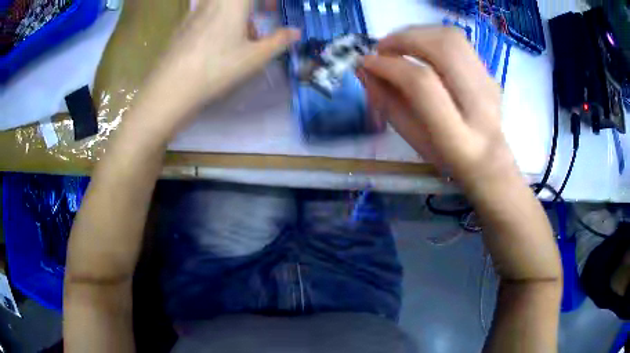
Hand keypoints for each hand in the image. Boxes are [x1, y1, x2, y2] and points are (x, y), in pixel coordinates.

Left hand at [139, 0, 299, 130]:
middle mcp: (213, 1)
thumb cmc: (217, 68)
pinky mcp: (183, 24)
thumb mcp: (255, 57)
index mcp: (233, 2)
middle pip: (237, 1)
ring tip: (244, 30)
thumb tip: (295, 32)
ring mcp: (195, 11)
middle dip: (252, 5)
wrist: (171, 88)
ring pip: (220, 4)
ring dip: (237, 10)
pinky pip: (207, 11)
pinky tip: (220, 39)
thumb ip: (278, 41)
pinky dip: (220, 17)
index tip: (273, 8)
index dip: (267, 1)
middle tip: (265, 11)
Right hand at [360, 27, 514, 186]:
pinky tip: (419, 48)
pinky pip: (458, 41)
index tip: (367, 63)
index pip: (422, 83)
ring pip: (452, 37)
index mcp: (457, 135)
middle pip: (443, 48)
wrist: (489, 159)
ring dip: (417, 33)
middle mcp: (479, 105)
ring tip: (398, 45)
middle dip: (404, 39)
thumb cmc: (446, 155)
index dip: (390, 66)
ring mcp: (489, 84)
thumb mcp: (411, 137)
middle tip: (382, 49)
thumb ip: (386, 102)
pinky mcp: (489, 73)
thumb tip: (364, 68)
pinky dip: (431, 36)